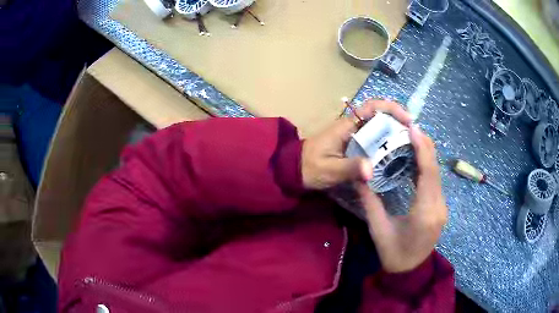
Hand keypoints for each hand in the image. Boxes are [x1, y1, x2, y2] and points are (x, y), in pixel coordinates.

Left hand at [301, 100, 411, 189]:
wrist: (294, 170)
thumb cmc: (309, 167)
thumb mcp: (329, 169)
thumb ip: (349, 168)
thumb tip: (371, 169)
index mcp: (347, 125)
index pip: (372, 107)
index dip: (391, 108)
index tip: (407, 119)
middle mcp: (352, 126)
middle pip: (379, 115)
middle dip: (398, 120)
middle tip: (413, 135)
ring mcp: (353, 135)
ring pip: (378, 127)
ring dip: (394, 132)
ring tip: (410, 144)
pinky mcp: (353, 145)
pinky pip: (373, 140)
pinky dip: (385, 143)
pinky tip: (395, 155)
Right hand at [356, 124, 446, 272]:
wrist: (409, 271)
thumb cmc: (393, 253)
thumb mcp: (378, 229)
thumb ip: (370, 201)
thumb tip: (359, 177)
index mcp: (424, 213)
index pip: (428, 174)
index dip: (422, 149)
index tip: (414, 128)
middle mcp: (438, 207)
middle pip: (435, 170)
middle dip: (426, 146)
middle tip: (410, 128)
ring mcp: (443, 208)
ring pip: (437, 175)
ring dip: (427, 155)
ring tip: (412, 138)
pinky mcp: (441, 208)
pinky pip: (436, 183)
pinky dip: (428, 168)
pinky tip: (417, 160)